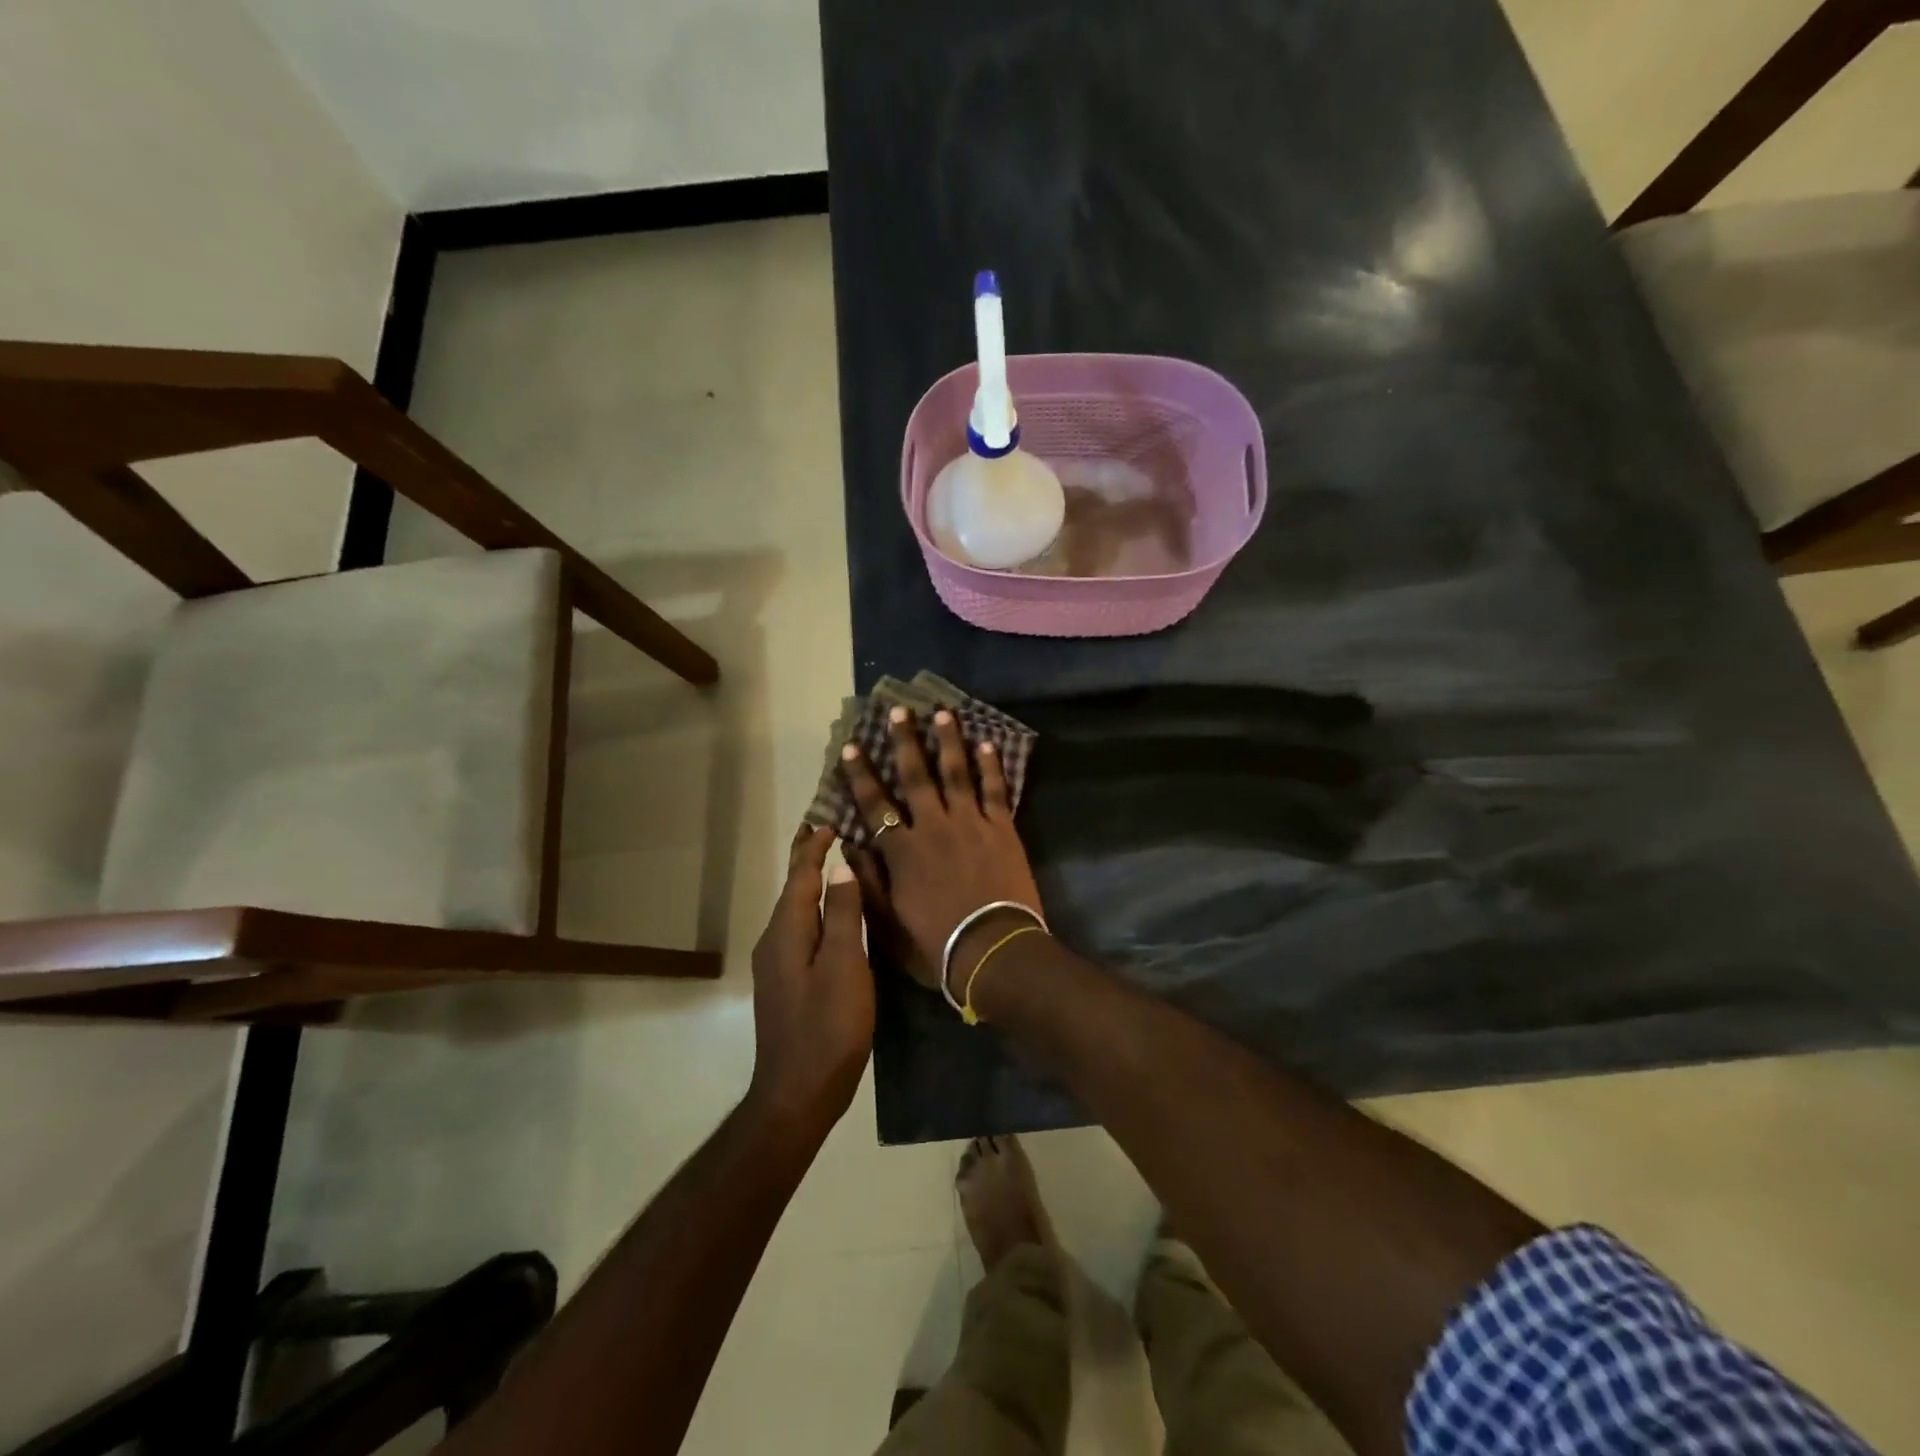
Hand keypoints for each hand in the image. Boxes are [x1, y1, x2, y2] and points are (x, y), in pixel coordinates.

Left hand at [745, 826, 872, 1133]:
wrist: (796, 1094)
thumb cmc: (828, 1028)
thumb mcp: (845, 966)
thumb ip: (844, 915)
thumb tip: (840, 866)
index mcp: (787, 931)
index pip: (800, 875)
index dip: (814, 847)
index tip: (830, 821)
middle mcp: (775, 941)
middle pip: (792, 889)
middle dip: (807, 859)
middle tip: (825, 830)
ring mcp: (777, 964)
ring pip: (796, 910)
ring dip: (812, 884)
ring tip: (835, 864)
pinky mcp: (786, 983)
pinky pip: (800, 930)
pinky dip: (815, 910)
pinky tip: (833, 916)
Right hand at [839, 708, 1043, 995]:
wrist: (992, 949)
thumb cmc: (936, 944)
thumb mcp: (887, 923)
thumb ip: (867, 882)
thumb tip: (849, 846)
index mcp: (902, 850)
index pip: (874, 805)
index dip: (861, 775)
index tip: (852, 747)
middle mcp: (932, 826)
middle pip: (915, 776)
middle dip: (905, 741)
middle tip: (899, 711)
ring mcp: (970, 823)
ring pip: (956, 772)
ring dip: (948, 741)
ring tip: (943, 713)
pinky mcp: (1002, 828)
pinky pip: (995, 790)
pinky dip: (991, 766)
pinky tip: (987, 743)